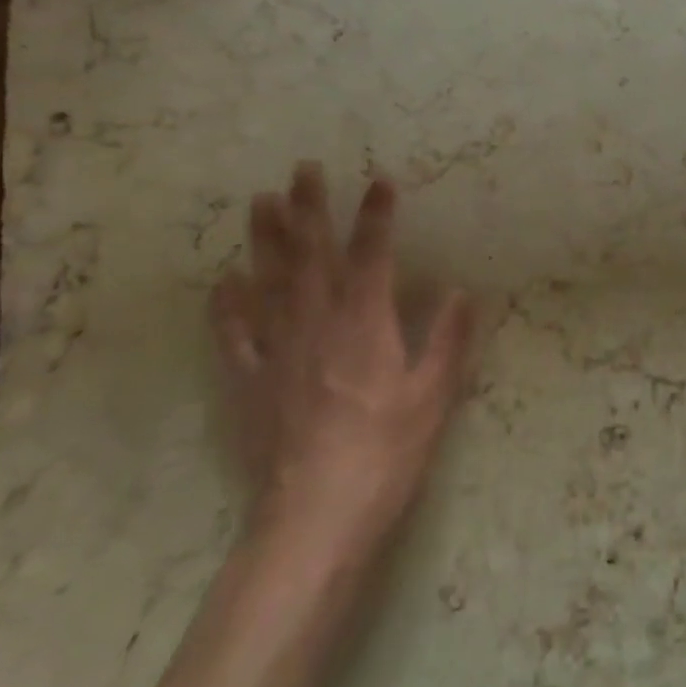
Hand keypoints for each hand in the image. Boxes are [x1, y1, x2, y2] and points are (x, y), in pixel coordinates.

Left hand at [211, 164, 476, 569]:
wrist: (316, 517)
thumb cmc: (388, 453)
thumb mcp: (434, 397)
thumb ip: (448, 339)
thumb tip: (461, 289)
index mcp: (366, 324)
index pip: (373, 255)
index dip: (377, 215)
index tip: (381, 179)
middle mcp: (317, 325)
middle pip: (311, 257)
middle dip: (309, 209)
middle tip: (302, 169)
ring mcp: (278, 353)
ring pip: (268, 283)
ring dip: (265, 240)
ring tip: (259, 202)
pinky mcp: (250, 385)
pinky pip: (234, 336)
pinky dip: (227, 306)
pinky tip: (224, 281)